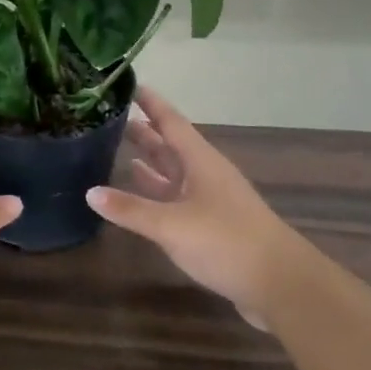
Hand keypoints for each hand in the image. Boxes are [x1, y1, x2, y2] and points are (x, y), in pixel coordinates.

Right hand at [86, 90, 305, 330]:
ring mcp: (210, 201)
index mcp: (201, 162)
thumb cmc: (226, 242)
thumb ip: (131, 209)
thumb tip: (90, 192)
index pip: (172, 122)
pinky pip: (175, 200)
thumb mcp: (172, 224)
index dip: (152, 104)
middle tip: (112, 118)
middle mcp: (205, 175)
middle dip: (145, 132)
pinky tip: (138, 194)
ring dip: (150, 162)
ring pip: (174, 173)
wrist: (280, 284)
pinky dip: (155, 193)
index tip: (130, 85)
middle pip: (171, 146)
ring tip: (119, 150)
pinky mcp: (211, 226)